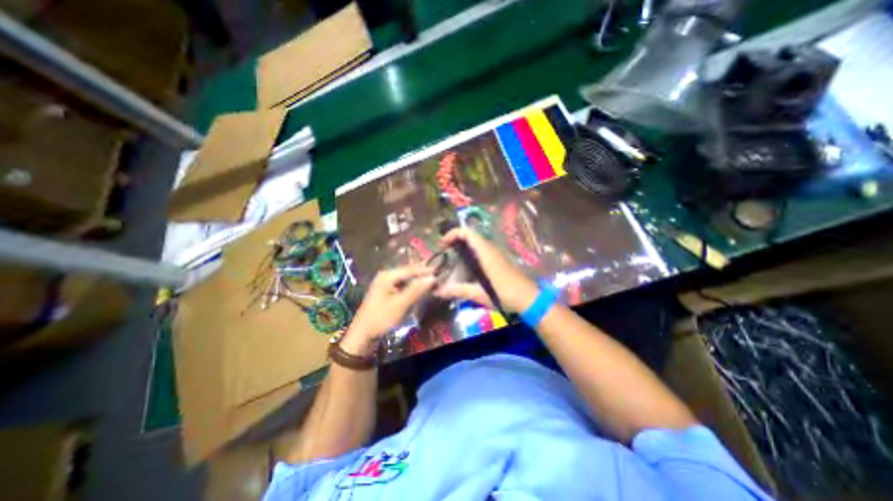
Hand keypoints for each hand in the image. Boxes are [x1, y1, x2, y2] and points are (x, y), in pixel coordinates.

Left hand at [340, 266, 438, 355]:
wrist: (363, 334)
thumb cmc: (381, 318)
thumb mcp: (400, 304)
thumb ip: (416, 290)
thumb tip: (433, 278)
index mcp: (388, 275)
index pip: (411, 269)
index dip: (426, 270)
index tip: (440, 272)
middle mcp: (386, 275)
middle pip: (409, 272)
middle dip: (423, 274)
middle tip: (439, 276)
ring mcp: (386, 283)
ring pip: (407, 279)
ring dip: (419, 281)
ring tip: (433, 282)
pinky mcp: (387, 291)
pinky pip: (403, 285)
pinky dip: (413, 287)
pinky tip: (421, 289)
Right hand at [434, 227, 535, 313]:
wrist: (530, 299)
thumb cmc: (505, 295)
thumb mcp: (480, 294)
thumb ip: (459, 291)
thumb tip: (438, 292)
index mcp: (486, 253)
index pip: (468, 233)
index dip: (453, 234)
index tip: (442, 244)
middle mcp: (491, 249)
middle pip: (471, 236)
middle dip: (455, 239)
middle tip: (443, 251)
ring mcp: (496, 254)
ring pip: (476, 243)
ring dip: (463, 245)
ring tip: (451, 258)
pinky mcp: (499, 260)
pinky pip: (481, 250)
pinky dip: (470, 252)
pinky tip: (466, 267)